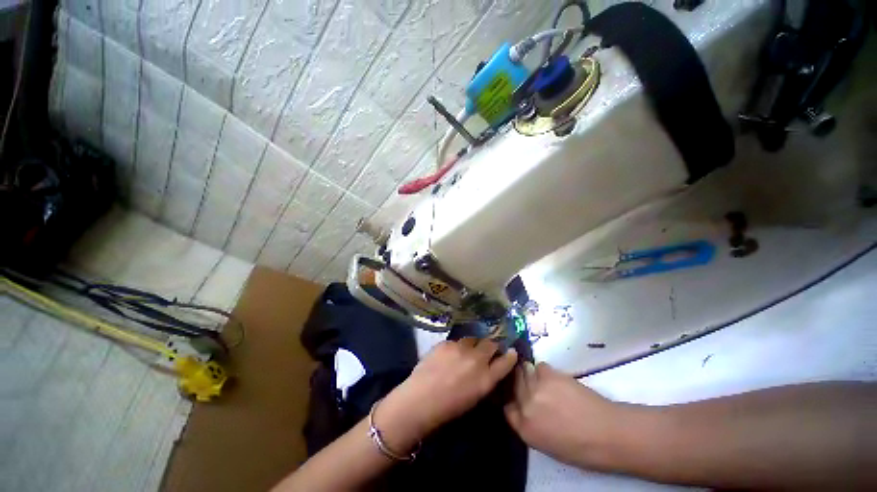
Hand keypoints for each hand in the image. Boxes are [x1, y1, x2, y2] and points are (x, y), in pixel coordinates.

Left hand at [376, 338, 517, 451]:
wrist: (420, 399)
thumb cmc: (449, 408)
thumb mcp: (474, 397)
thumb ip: (485, 379)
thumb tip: (489, 367)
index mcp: (486, 378)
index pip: (506, 361)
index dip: (510, 355)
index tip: (511, 351)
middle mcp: (477, 359)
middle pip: (491, 344)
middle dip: (492, 346)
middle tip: (487, 350)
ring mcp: (461, 347)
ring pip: (473, 339)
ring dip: (474, 344)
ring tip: (466, 351)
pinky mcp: (447, 342)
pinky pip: (457, 341)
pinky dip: (457, 346)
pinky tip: (450, 354)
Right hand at [504, 362, 624, 468]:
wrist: (608, 433)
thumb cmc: (582, 447)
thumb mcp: (548, 445)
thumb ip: (530, 426)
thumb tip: (525, 409)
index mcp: (525, 429)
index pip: (507, 409)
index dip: (513, 402)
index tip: (518, 398)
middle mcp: (526, 406)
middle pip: (514, 385)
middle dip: (519, 383)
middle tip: (529, 383)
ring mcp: (536, 388)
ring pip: (524, 372)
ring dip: (531, 374)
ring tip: (543, 380)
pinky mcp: (549, 375)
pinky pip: (540, 366)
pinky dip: (544, 371)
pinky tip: (554, 378)